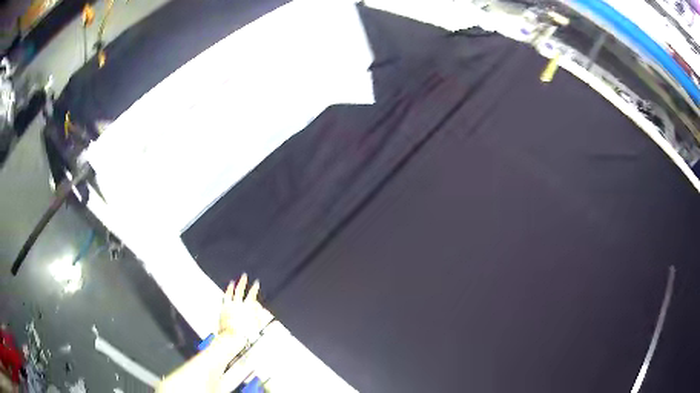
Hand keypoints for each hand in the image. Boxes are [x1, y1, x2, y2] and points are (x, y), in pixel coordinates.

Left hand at [219, 274, 264, 340]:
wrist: (232, 337)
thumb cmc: (245, 333)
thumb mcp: (256, 326)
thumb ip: (259, 316)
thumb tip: (263, 309)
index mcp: (247, 307)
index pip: (252, 295)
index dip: (254, 288)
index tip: (256, 282)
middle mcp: (237, 304)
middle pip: (240, 291)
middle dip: (243, 282)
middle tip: (244, 275)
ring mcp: (229, 306)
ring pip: (230, 293)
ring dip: (231, 287)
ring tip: (232, 282)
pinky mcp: (222, 310)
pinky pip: (224, 299)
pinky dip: (225, 295)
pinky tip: (224, 293)